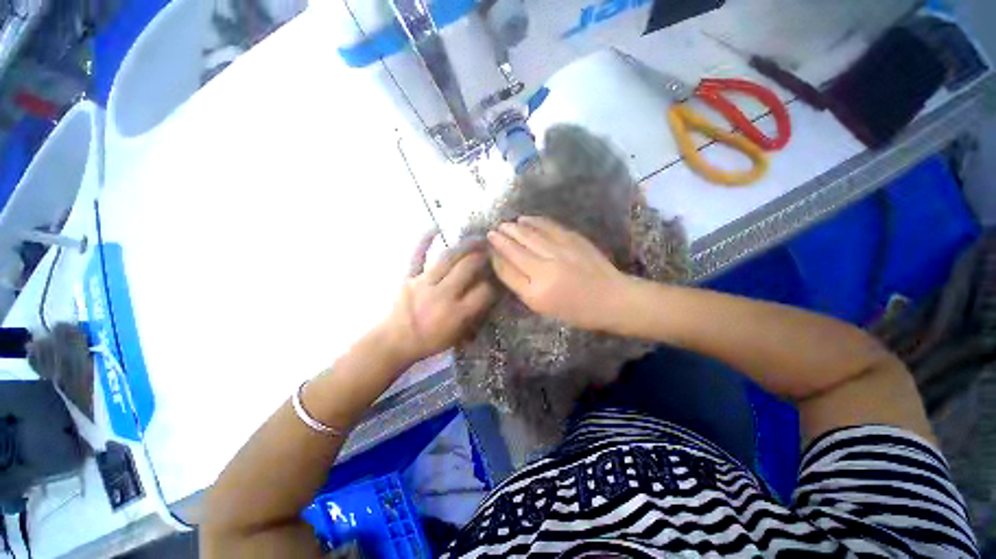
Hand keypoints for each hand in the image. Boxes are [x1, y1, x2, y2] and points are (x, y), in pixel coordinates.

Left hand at [380, 230, 496, 364]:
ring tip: (477, 238)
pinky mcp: (408, 276)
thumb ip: (474, 316)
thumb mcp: (458, 336)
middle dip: (482, 258)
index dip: (493, 285)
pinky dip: (424, 241)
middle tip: (490, 251)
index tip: (495, 280)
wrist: (394, 342)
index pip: (484, 292)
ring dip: (465, 246)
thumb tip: (487, 294)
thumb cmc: (429, 341)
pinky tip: (436, 227)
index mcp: (457, 313)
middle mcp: (443, 295)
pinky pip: (417, 255)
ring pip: (448, 258)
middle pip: (468, 268)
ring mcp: (424, 282)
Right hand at [487, 216, 629, 331]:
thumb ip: (522, 286)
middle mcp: (545, 270)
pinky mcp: (573, 239)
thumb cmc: (576, 310)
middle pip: (515, 250)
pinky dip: (534, 221)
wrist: (611, 298)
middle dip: (500, 239)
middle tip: (491, 232)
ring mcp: (560, 252)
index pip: (507, 271)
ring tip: (504, 224)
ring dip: (514, 228)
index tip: (489, 249)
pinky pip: (548, 227)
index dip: (496, 258)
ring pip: (529, 235)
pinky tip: (525, 218)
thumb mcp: (544, 307)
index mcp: (536, 293)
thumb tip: (505, 264)